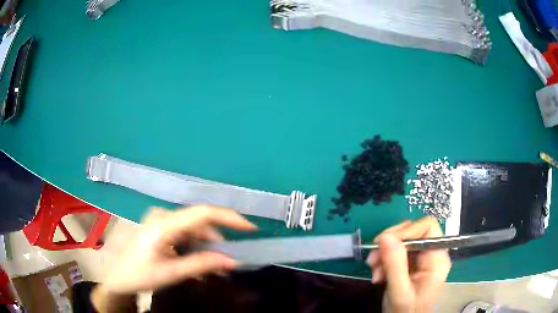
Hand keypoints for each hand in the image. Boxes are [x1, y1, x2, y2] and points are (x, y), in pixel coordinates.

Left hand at [101, 206, 256, 294]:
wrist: (119, 278)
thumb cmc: (140, 274)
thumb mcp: (171, 273)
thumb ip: (202, 265)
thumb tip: (232, 261)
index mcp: (163, 224)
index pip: (202, 213)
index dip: (229, 218)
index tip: (250, 228)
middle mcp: (164, 216)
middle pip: (201, 223)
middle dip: (218, 242)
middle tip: (231, 262)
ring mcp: (162, 221)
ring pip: (196, 231)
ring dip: (208, 249)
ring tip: (215, 271)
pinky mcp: (162, 229)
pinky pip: (187, 236)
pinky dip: (198, 250)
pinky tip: (201, 266)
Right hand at [366, 216, 450, 312]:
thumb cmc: (406, 312)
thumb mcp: (399, 292)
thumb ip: (395, 265)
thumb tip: (385, 237)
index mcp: (437, 259)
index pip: (427, 228)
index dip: (407, 231)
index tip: (385, 243)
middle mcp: (431, 253)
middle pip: (413, 231)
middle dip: (390, 244)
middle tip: (373, 259)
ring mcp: (421, 258)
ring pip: (402, 241)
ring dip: (384, 253)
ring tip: (374, 271)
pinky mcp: (411, 263)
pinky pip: (396, 252)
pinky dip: (383, 260)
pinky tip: (378, 274)